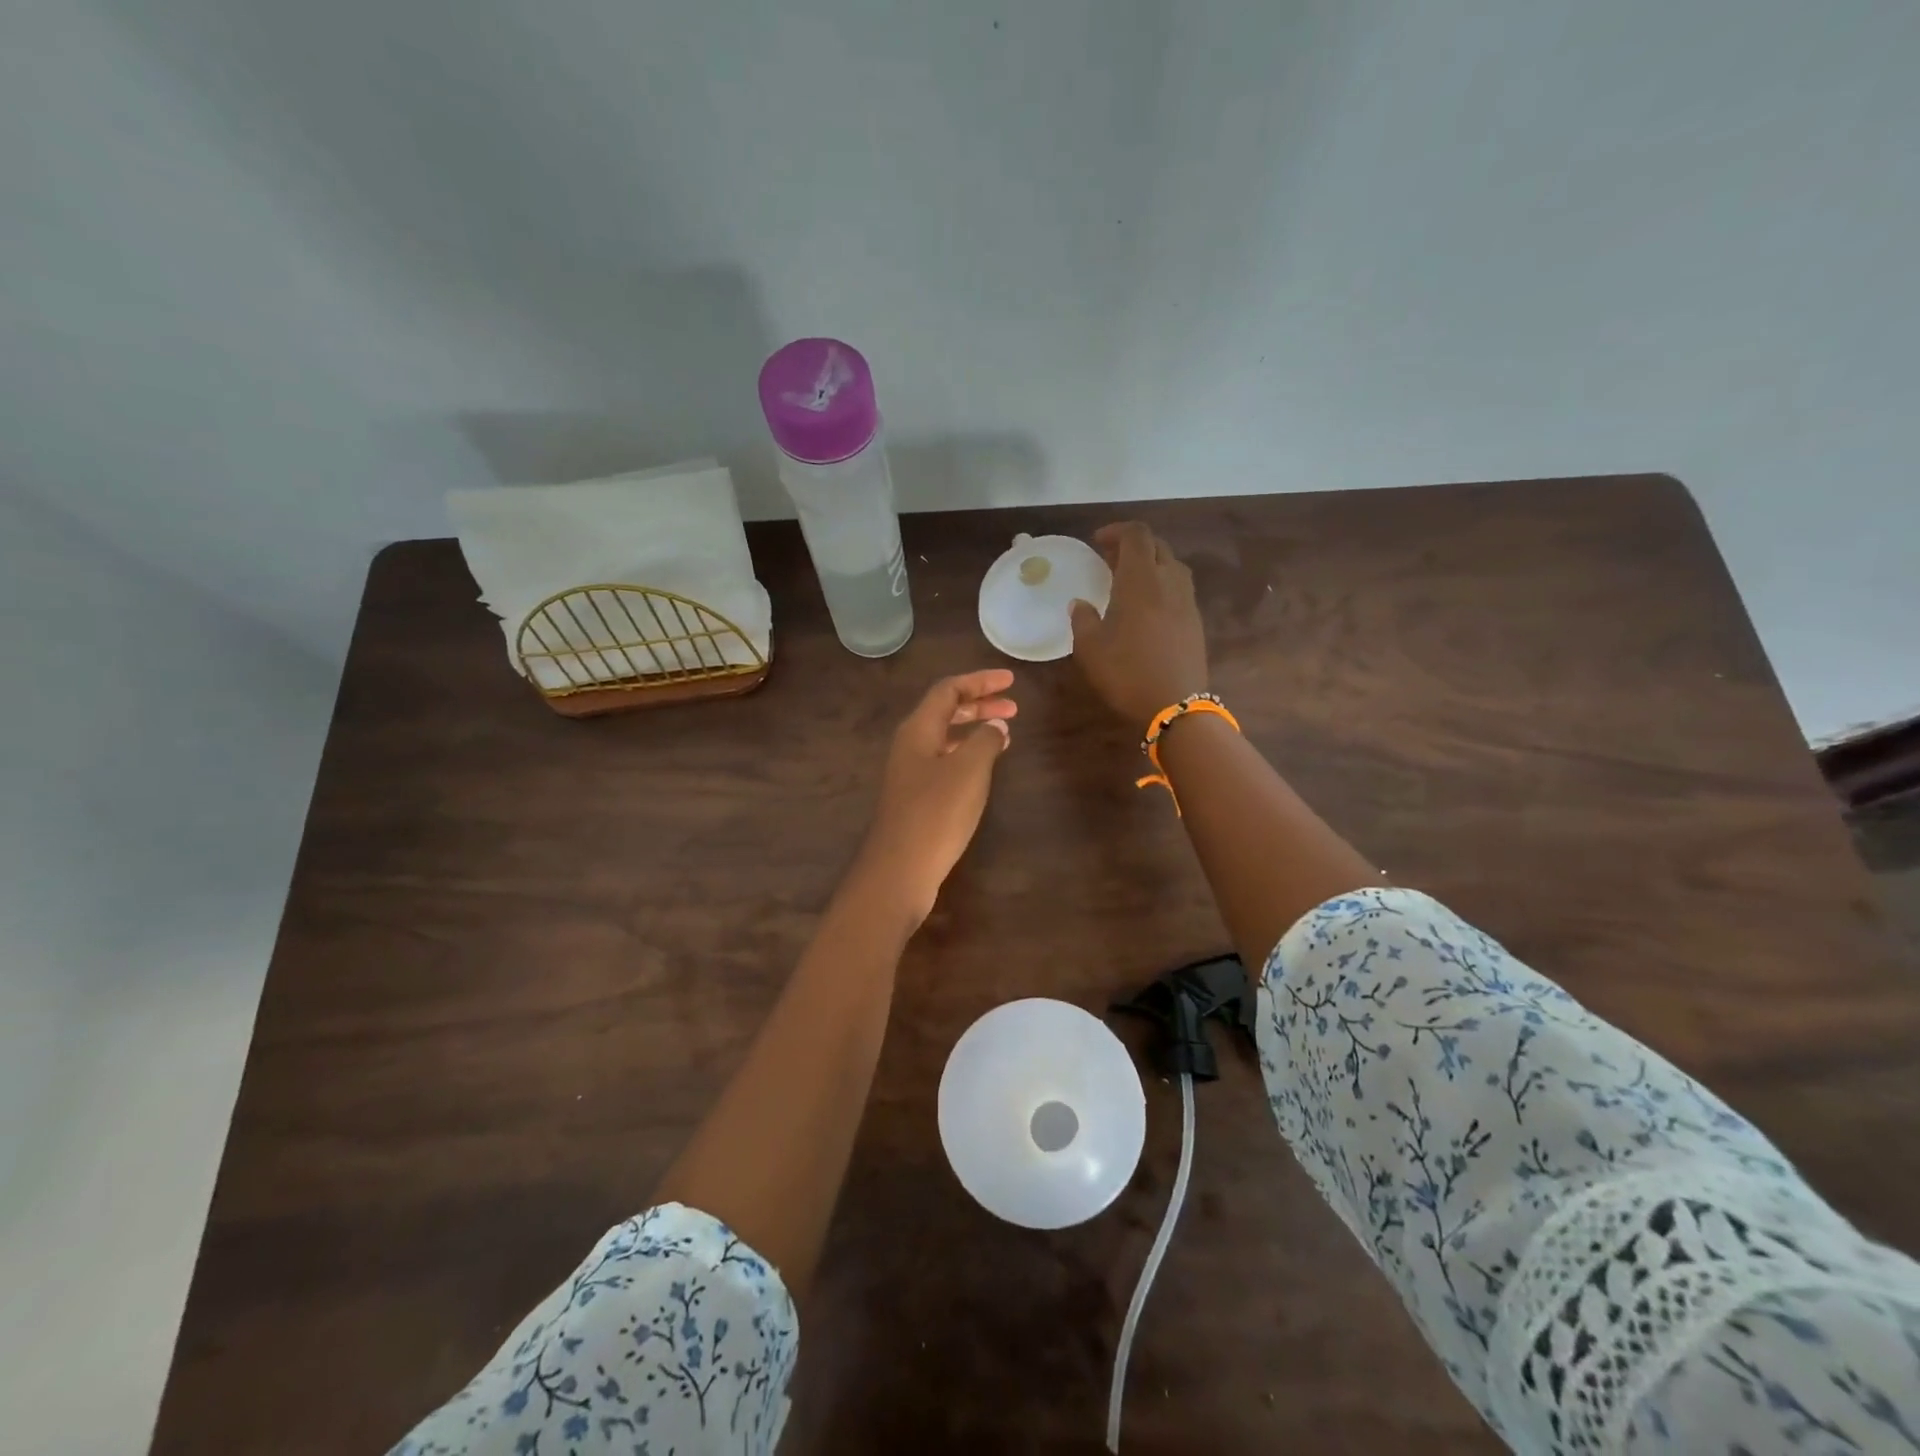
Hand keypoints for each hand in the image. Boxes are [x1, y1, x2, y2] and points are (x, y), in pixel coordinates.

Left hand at [859, 670, 1016, 924]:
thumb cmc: (936, 813)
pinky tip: (986, 767)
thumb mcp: (969, 770)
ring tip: (1006, 733)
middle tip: (1013, 706)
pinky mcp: (917, 797)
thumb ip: (985, 740)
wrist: (900, 869)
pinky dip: (969, 755)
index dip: (980, 681)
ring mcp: (911, 773)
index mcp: (918, 729)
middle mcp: (911, 745)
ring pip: (946, 738)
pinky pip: (946, 761)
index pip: (948, 690)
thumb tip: (996, 726)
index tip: (1011, 681)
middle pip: (945, 711)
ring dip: (975, 730)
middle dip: (979, 704)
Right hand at [1070, 522, 1208, 727]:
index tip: (1097, 542)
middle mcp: (1168, 582)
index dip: (1117, 531)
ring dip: (1150, 563)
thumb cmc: (1127, 673)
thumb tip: (1079, 604)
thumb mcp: (1090, 649)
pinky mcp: (1195, 620)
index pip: (1136, 535)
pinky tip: (1147, 606)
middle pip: (1156, 545)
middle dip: (1132, 545)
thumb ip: (1083, 620)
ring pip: (1171, 565)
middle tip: (1109, 560)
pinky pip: (1179, 587)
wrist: (1175, 705)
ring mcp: (1187, 601)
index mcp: (1141, 580)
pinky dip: (1162, 584)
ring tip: (1129, 581)